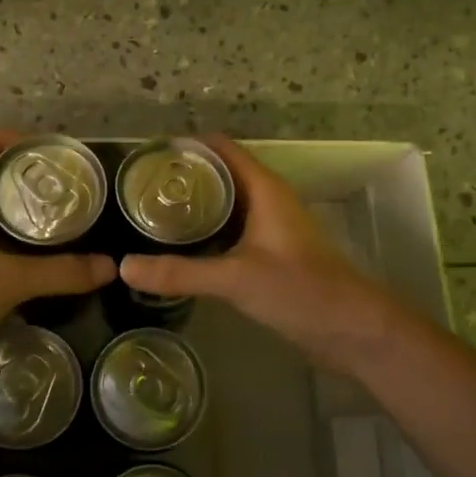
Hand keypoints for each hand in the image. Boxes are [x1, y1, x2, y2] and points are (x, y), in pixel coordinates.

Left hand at [0, 132, 114, 380]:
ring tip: (60, 218)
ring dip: (17, 208)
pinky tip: (32, 252)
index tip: (64, 159)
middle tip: (72, 191)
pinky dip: (4, 234)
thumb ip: (61, 272)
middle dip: (29, 178)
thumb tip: (111, 266)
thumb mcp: (7, 282)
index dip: (28, 142)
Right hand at [118, 136, 391, 365]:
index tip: (147, 156)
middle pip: (221, 174)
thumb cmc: (300, 290)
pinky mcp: (270, 255)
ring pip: (226, 205)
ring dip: (194, 207)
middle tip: (138, 188)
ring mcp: (270, 228)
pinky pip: (231, 232)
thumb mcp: (235, 278)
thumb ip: (180, 272)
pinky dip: (206, 233)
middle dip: (183, 178)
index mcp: (264, 189)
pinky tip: (180, 248)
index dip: (187, 146)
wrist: (352, 330)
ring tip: (150, 214)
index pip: (222, 149)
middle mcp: (267, 200)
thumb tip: (123, 267)